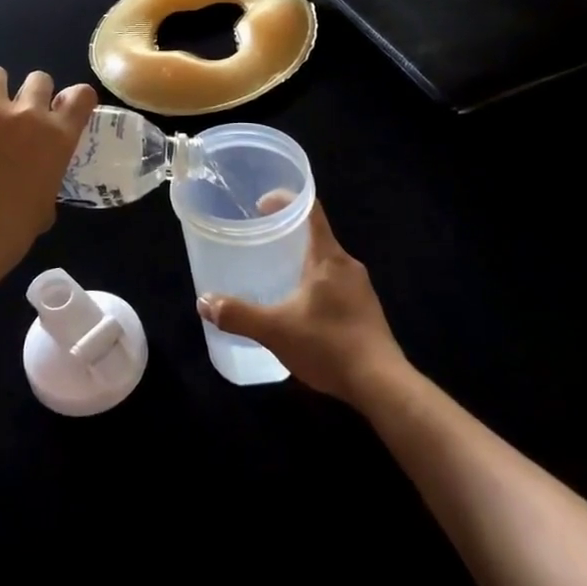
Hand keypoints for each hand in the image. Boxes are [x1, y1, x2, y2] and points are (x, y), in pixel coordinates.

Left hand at [0, 66, 97, 296]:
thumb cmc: (9, 233)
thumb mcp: (45, 204)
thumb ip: (46, 175)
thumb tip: (34, 174)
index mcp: (58, 137)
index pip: (81, 95)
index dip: (73, 99)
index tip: (61, 110)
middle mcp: (29, 114)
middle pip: (39, 78)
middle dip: (30, 94)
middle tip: (15, 117)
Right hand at [197, 196, 405, 405]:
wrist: (382, 385)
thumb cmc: (328, 345)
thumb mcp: (275, 330)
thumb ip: (239, 315)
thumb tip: (204, 303)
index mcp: (328, 256)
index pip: (310, 209)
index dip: (286, 200)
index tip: (261, 205)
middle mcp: (348, 265)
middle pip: (317, 236)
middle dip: (289, 237)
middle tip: (260, 245)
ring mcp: (362, 289)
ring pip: (327, 264)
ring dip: (303, 265)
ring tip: (276, 278)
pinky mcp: (367, 312)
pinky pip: (337, 286)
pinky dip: (316, 288)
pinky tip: (301, 312)